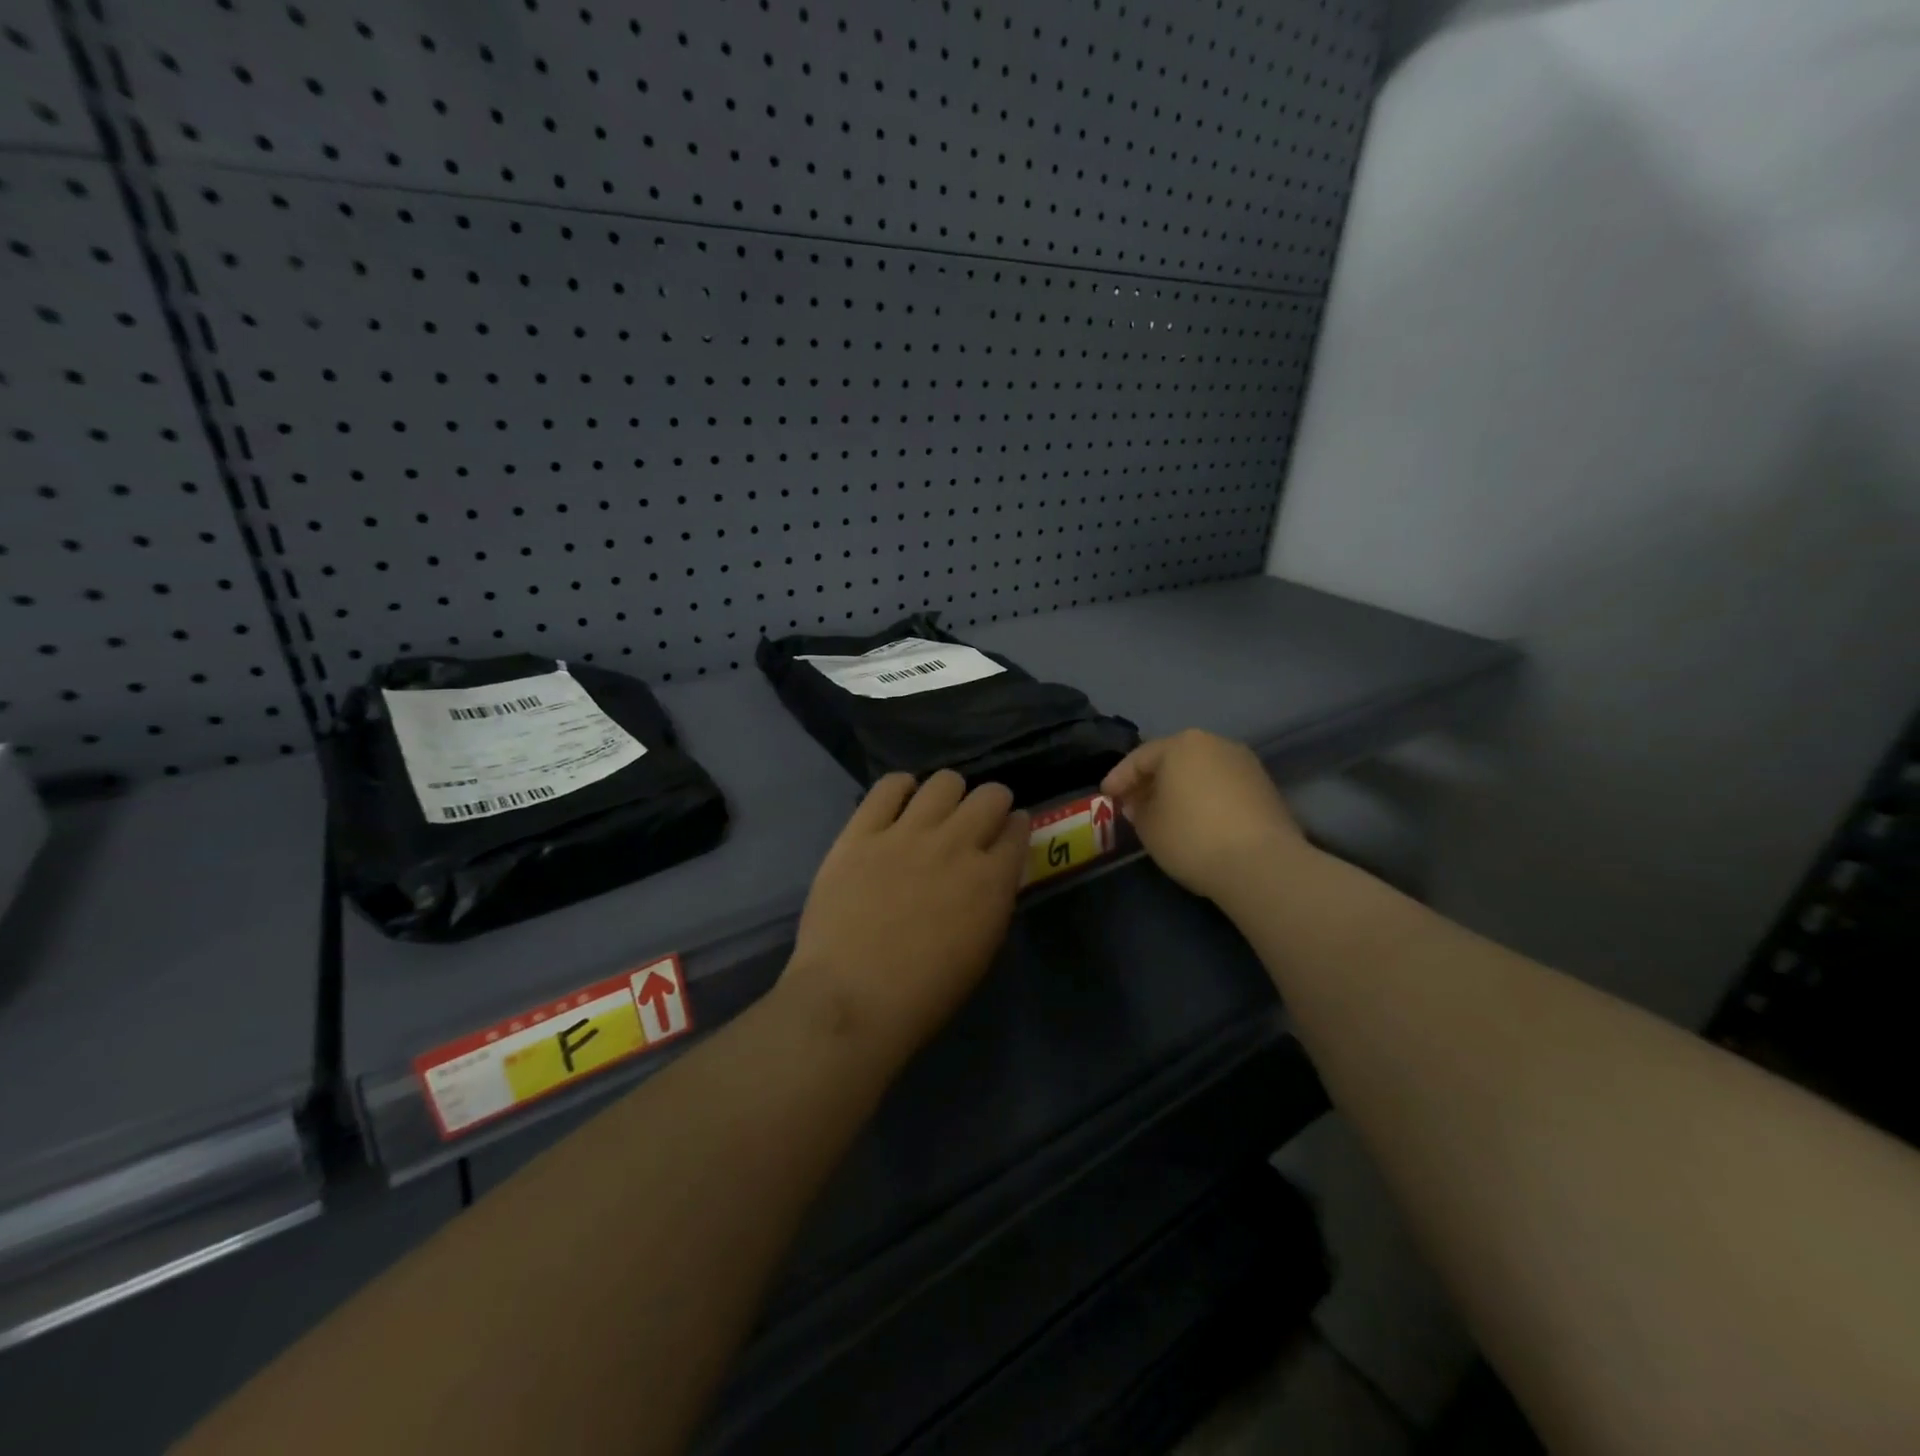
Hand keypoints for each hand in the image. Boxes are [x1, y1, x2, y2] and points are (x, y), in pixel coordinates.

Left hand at [782, 771, 1028, 1062]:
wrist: (852, 997)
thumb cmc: (924, 993)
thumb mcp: (981, 950)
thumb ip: (991, 901)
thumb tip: (991, 874)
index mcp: (991, 880)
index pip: (1018, 830)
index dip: (1016, 827)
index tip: (1008, 832)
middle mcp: (956, 844)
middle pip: (990, 796)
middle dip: (991, 803)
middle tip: (976, 820)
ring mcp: (907, 833)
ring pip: (944, 781)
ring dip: (948, 793)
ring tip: (936, 810)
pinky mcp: (862, 831)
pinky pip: (889, 786)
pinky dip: (900, 789)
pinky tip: (898, 804)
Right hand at [1100, 730, 1308, 901]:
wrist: (1261, 864)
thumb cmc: (1192, 837)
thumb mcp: (1148, 826)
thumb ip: (1137, 808)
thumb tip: (1142, 802)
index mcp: (1181, 745)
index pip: (1140, 758)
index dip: (1119, 778)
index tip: (1105, 796)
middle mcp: (1215, 743)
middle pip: (1173, 759)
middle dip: (1151, 780)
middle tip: (1133, 802)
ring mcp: (1244, 763)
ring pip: (1200, 771)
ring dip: (1179, 788)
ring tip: (1165, 812)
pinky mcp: (1264, 787)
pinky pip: (1222, 786)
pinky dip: (1204, 798)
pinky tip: (1196, 819)